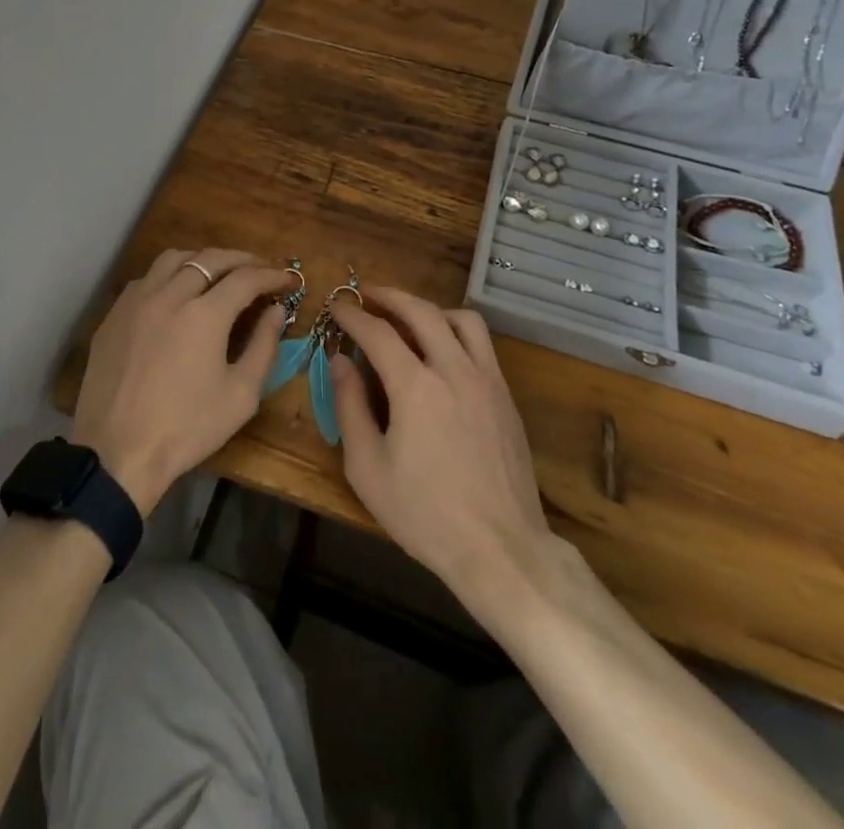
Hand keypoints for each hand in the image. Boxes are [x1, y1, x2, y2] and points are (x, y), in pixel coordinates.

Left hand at [72, 249, 292, 514]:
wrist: (117, 453)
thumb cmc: (186, 429)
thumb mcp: (240, 395)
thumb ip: (263, 347)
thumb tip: (275, 311)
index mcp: (204, 314)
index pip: (246, 278)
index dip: (272, 275)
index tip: (288, 280)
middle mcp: (169, 295)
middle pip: (210, 259)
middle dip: (241, 260)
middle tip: (260, 269)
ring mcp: (136, 301)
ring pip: (173, 259)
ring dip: (202, 260)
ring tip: (218, 273)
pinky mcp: (114, 316)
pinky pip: (146, 279)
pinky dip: (169, 275)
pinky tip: (176, 293)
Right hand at [328, 287, 557, 620]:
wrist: (501, 549)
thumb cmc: (424, 514)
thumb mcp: (367, 468)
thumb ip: (350, 407)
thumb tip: (339, 362)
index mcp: (416, 386)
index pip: (378, 332)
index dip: (353, 315)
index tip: (337, 306)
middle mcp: (454, 370)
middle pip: (422, 311)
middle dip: (390, 296)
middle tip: (368, 294)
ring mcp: (487, 381)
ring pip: (462, 319)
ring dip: (430, 309)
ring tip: (409, 318)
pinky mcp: (506, 397)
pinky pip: (482, 345)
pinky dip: (457, 332)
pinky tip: (443, 352)